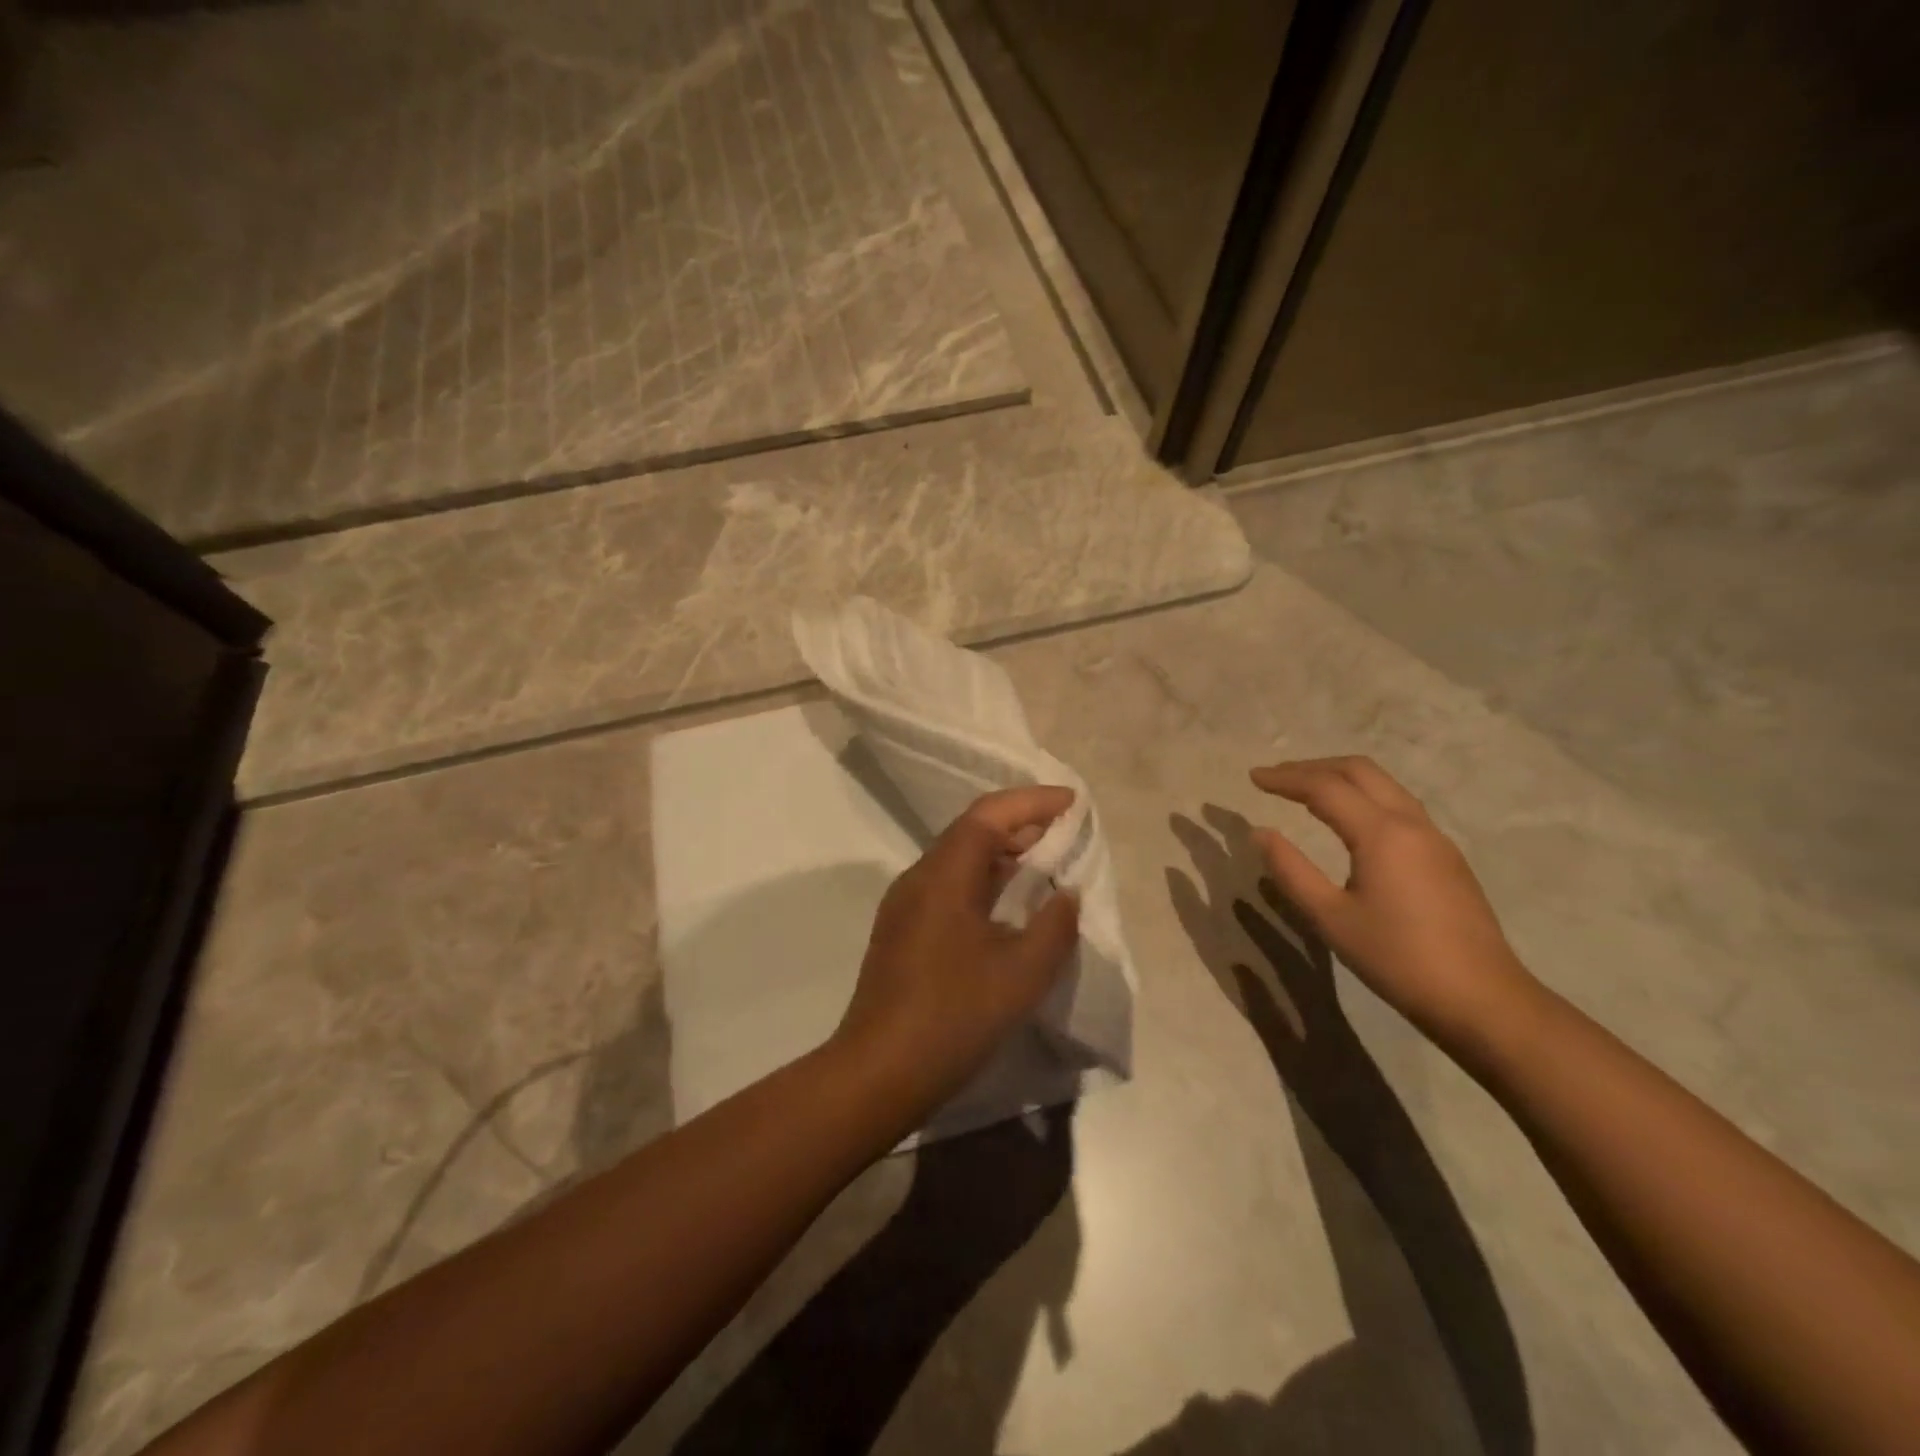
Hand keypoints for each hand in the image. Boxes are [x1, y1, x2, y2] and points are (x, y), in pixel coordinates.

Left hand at [833, 786, 1081, 1120]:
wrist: (879, 1071)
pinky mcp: (902, 931)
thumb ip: (1054, 926)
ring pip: (958, 860)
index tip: (1072, 802)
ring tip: (1044, 865)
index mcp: (943, 875)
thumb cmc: (954, 1016)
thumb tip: (1065, 893)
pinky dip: (984, 882)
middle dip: (1020, 825)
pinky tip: (1007, 906)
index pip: (988, 814)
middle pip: (971, 832)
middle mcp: (919, 878)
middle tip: (1064, 833)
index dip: (1032, 801)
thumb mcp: (1022, 973)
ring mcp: (905, 905)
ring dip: (1001, 855)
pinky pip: (948, 887)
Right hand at [1250, 757, 1533, 1045]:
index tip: (1253, 777)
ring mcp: (1435, 838)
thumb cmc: (1397, 958)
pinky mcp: (1445, 857)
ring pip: (1384, 785)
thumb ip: (1291, 871)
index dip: (1285, 778)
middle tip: (1277, 777)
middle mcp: (1411, 823)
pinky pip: (1398, 805)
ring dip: (1341, 778)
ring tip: (1306, 791)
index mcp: (1381, 833)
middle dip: (1314, 767)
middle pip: (1360, 771)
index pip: (1325, 787)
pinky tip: (1347, 821)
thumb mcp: (1330, 918)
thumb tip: (1261, 833)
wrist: (1482, 999)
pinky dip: (1363, 797)